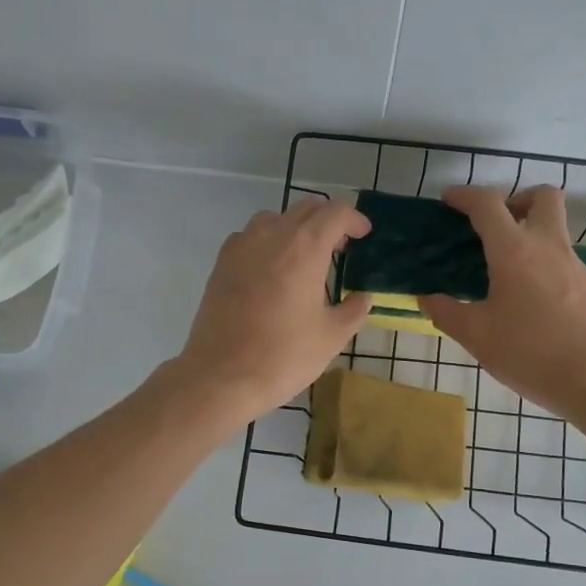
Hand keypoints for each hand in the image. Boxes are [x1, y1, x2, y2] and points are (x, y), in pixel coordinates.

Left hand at [173, 196, 372, 426]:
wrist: (221, 376)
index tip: (364, 236)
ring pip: (275, 219)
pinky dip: (267, 242)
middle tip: (340, 248)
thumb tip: (363, 297)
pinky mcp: (221, 263)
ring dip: (295, 228)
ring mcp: (241, 247)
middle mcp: (272, 236)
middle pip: (306, 209)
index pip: (336, 213)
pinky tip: (272, 271)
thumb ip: (353, 310)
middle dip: (328, 221)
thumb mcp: (331, 337)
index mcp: (305, 248)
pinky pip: (249, 237)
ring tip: (305, 258)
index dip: (355, 219)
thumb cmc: (283, 356)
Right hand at [420, 186, 585, 420]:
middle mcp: (548, 247)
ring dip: (530, 237)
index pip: (488, 205)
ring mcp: (575, 266)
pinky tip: (530, 304)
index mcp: (515, 251)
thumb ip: (447, 313)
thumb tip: (427, 298)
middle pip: (542, 197)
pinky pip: (563, 262)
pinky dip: (543, 267)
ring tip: (506, 275)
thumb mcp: (477, 336)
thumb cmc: (531, 353)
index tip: (449, 200)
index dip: (465, 196)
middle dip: (517, 199)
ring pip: (555, 231)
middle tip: (496, 227)